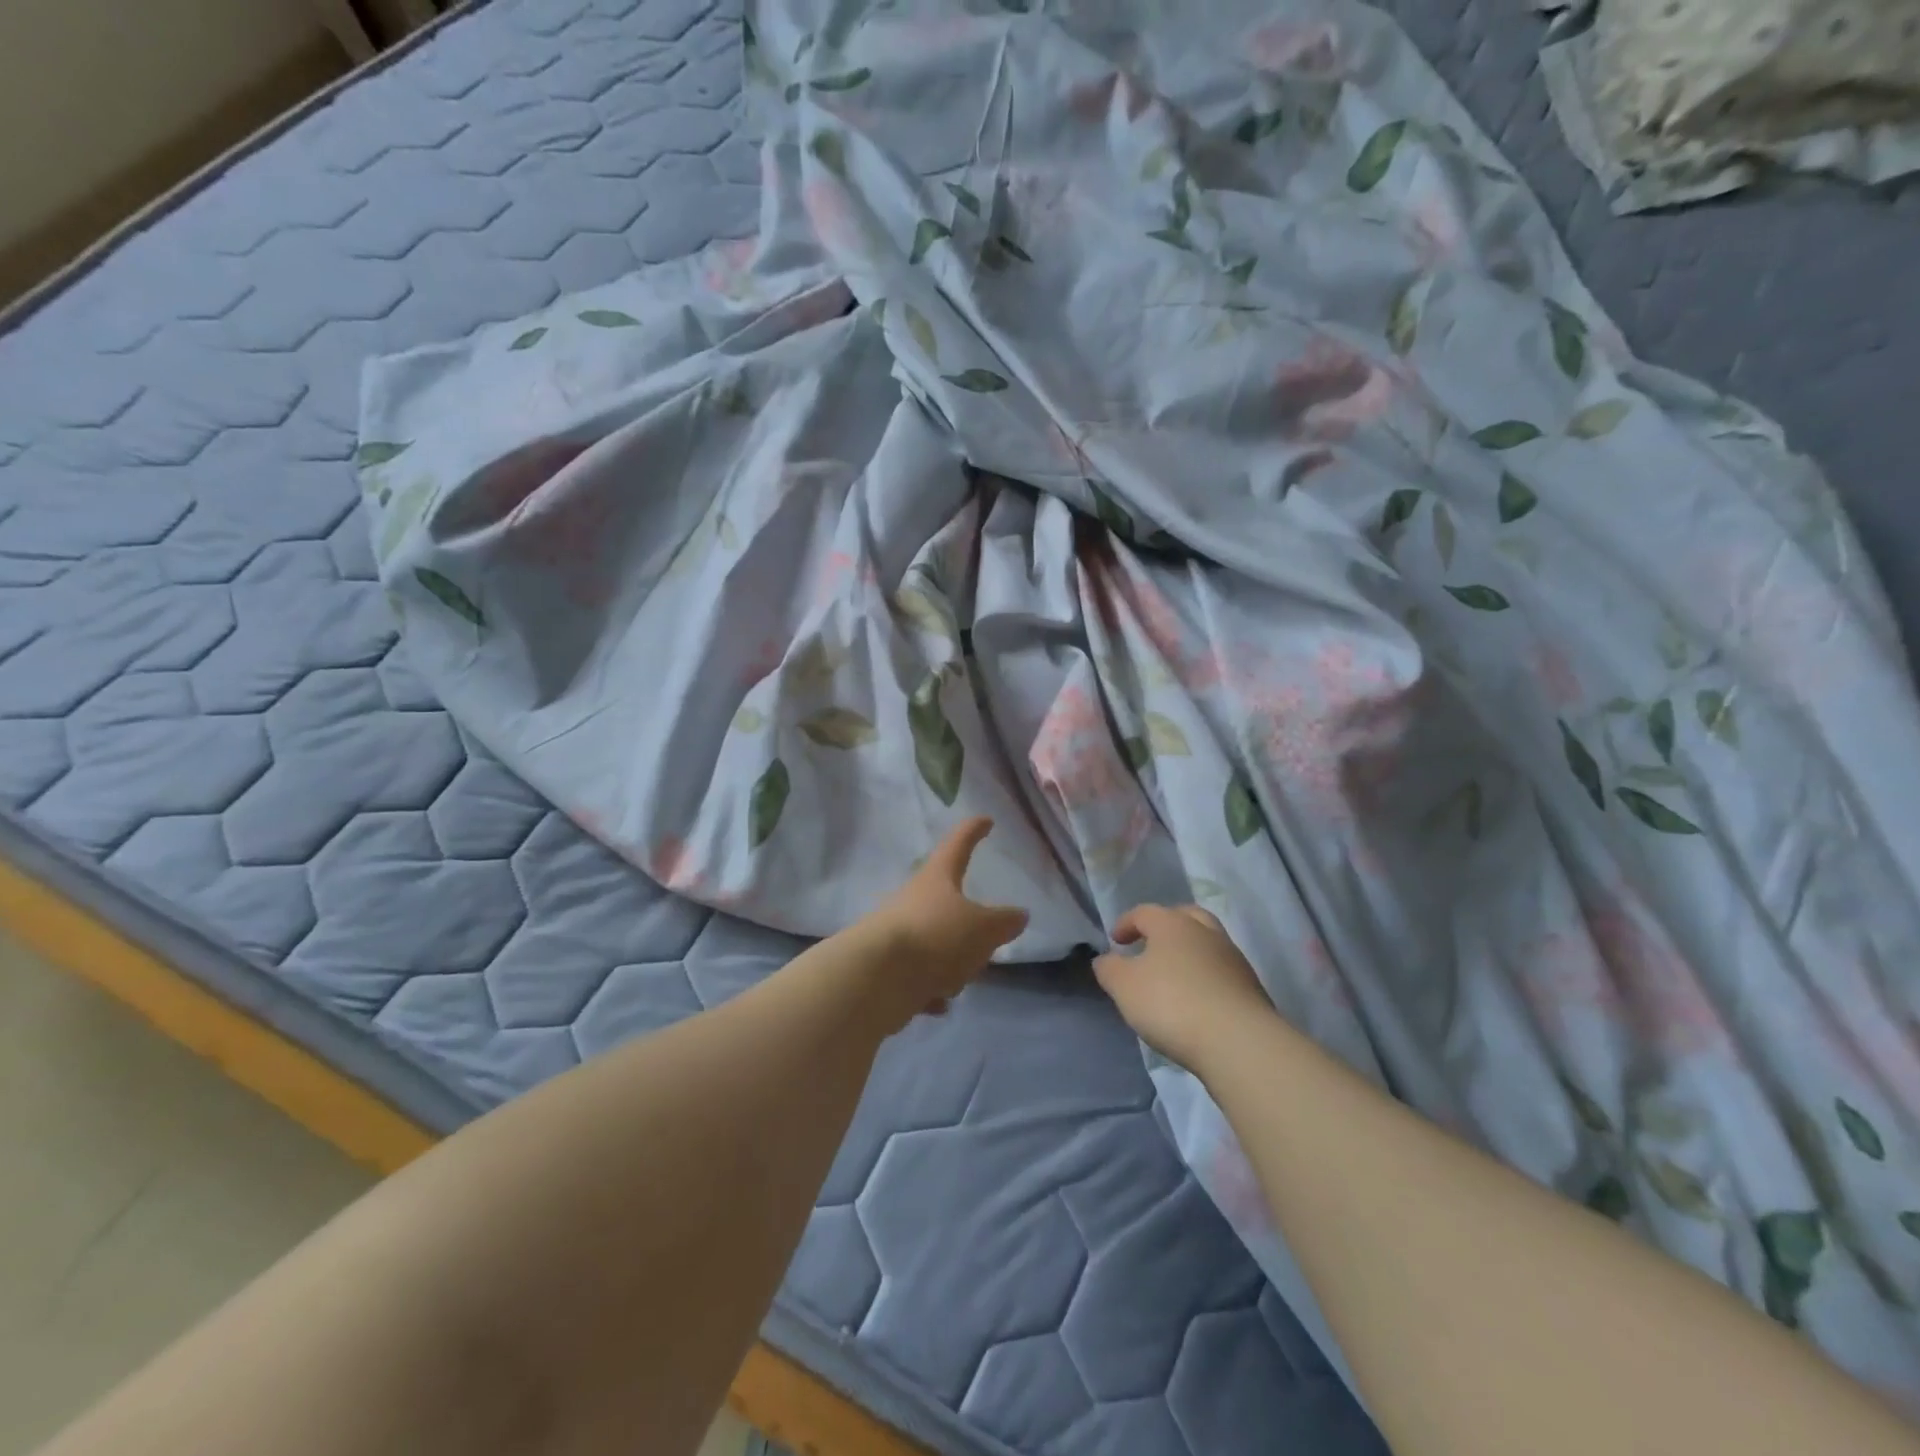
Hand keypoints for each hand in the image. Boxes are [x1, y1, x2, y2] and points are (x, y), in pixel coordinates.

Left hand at [856, 817, 1027, 1026]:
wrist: (876, 978)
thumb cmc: (936, 937)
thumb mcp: (983, 929)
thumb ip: (1004, 922)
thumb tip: (1019, 915)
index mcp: (937, 879)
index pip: (958, 845)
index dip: (973, 831)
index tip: (985, 820)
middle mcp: (913, 900)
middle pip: (944, 901)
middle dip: (965, 922)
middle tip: (982, 940)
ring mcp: (897, 933)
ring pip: (933, 943)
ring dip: (948, 962)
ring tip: (957, 980)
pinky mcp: (886, 967)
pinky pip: (917, 977)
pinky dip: (929, 989)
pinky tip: (938, 1004)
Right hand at [1093, 904, 1275, 1071]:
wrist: (1239, 1041)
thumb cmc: (1172, 1004)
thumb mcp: (1124, 987)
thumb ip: (1110, 969)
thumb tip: (1106, 959)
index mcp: (1172, 924)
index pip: (1145, 912)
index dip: (1127, 923)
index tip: (1116, 941)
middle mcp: (1205, 932)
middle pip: (1184, 916)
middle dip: (1165, 926)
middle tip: (1151, 944)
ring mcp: (1233, 958)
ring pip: (1207, 942)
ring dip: (1189, 951)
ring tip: (1174, 975)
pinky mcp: (1251, 987)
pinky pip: (1221, 971)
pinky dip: (1206, 976)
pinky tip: (1197, 998)